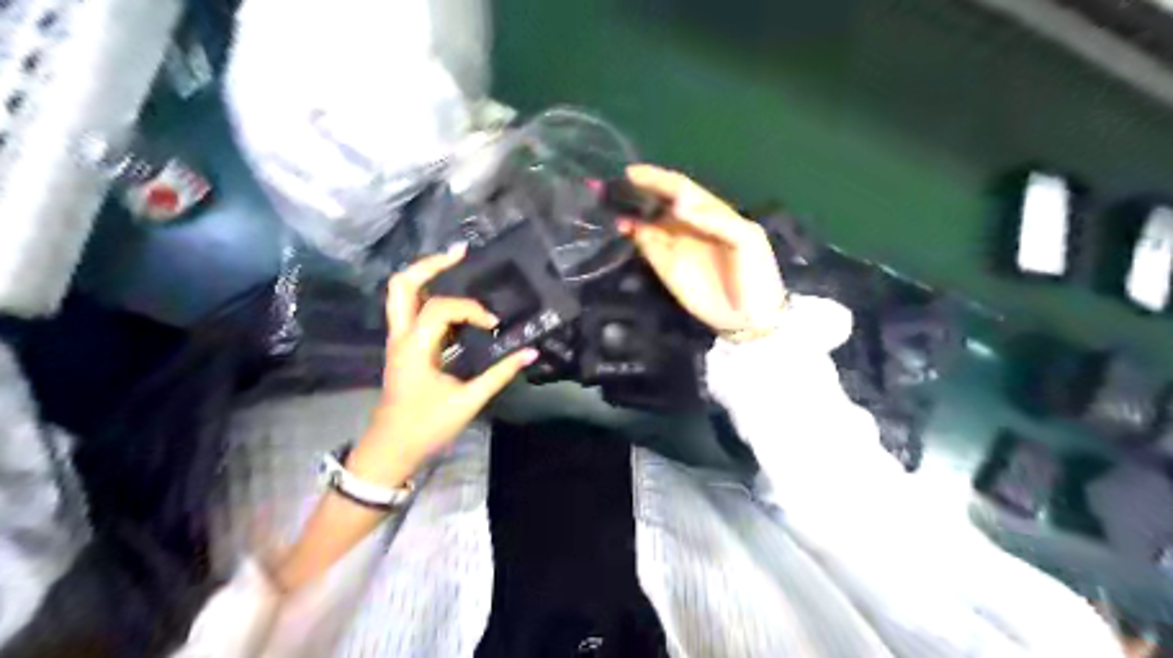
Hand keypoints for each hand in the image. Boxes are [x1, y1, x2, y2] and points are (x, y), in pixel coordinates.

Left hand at [346, 246, 533, 488]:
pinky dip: (430, 295)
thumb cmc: (426, 426)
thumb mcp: (467, 400)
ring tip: (456, 265)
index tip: (493, 325)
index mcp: (414, 346)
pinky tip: (454, 299)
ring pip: (401, 293)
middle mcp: (400, 335)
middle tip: (461, 253)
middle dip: (431, 264)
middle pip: (403, 284)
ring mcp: (398, 339)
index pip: (441, 308)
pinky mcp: (403, 347)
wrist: (391, 449)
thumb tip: (531, 352)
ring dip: (426, 275)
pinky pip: (411, 309)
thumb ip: (500, 374)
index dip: (471, 310)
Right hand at [615, 161, 785, 335]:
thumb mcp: (745, 238)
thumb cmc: (755, 273)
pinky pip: (644, 244)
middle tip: (611, 185)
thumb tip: (676, 204)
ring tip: (608, 204)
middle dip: (636, 191)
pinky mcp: (664, 266)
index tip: (632, 173)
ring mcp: (674, 245)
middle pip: (657, 201)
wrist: (749, 316)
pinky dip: (631, 234)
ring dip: (628, 211)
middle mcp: (687, 224)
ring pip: (646, 221)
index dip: (657, 178)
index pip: (679, 188)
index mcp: (709, 211)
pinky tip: (621, 227)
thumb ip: (713, 218)